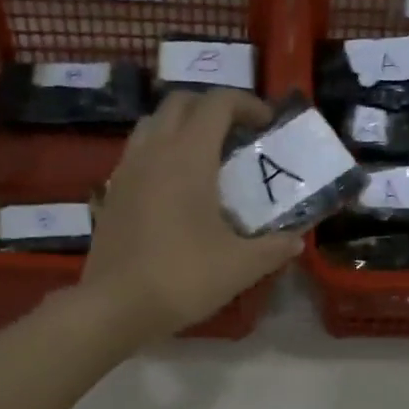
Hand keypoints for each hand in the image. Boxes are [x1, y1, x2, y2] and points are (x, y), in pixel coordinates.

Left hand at [81, 89, 301, 343]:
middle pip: (180, 103)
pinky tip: (175, 188)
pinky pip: (137, 153)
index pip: (217, 103)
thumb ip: (273, 248)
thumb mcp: (240, 266)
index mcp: (188, 156)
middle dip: (212, 108)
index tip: (266, 124)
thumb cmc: (182, 278)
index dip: (246, 103)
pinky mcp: (112, 193)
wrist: (115, 306)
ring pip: (153, 123)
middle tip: (236, 135)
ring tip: (205, 156)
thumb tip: (296, 241)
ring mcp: (126, 170)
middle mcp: (154, 151)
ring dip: (181, 126)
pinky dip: (160, 152)